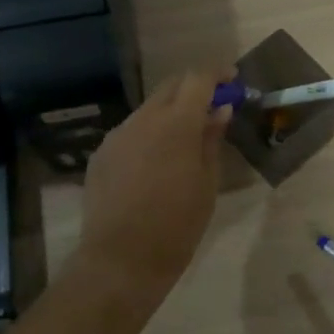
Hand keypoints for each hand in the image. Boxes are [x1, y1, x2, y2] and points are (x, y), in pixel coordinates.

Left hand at [77, 68, 231, 299]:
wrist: (120, 260)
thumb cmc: (177, 225)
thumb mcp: (206, 183)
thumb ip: (211, 140)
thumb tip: (219, 111)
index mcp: (176, 123)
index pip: (198, 79)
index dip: (217, 73)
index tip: (232, 80)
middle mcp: (143, 119)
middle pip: (171, 86)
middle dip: (194, 89)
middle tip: (213, 106)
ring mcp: (117, 135)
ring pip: (149, 109)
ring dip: (170, 113)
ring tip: (185, 140)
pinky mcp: (101, 154)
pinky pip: (131, 132)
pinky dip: (149, 134)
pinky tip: (156, 162)